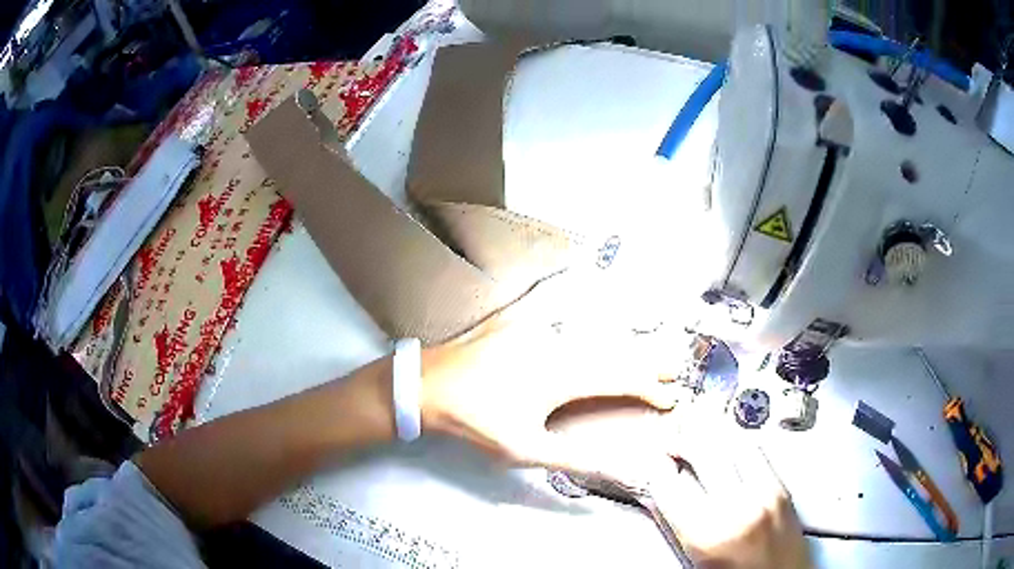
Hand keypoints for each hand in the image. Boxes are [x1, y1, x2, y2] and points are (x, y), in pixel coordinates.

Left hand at [419, 271, 679, 472]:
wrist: (426, 386)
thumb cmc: (475, 422)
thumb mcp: (524, 449)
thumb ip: (574, 459)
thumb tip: (616, 467)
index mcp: (562, 378)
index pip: (620, 380)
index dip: (649, 390)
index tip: (670, 399)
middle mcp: (556, 345)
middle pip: (613, 353)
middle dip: (646, 363)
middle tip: (672, 367)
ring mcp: (534, 327)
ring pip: (590, 335)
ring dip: (620, 346)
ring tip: (642, 351)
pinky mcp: (515, 319)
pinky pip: (554, 308)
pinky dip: (579, 311)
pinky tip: (585, 302)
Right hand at [647, 434, 810, 568]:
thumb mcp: (695, 559)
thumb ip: (678, 525)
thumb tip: (661, 497)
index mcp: (707, 534)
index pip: (670, 484)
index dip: (656, 467)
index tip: (652, 461)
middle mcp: (738, 507)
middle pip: (704, 452)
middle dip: (682, 441)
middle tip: (672, 441)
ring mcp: (765, 493)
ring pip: (733, 443)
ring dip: (711, 437)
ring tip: (699, 438)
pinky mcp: (783, 488)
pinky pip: (757, 453)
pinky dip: (738, 444)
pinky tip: (730, 447)